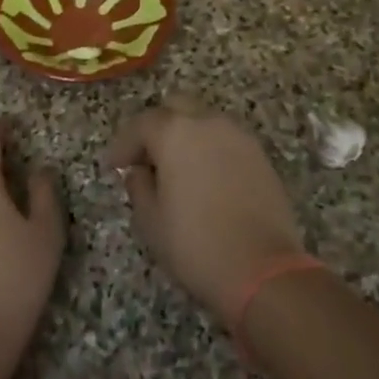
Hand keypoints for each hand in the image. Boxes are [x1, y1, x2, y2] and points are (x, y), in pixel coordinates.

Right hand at [105, 96, 304, 324]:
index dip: (123, 144)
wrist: (263, 271)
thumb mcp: (150, 220)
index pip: (141, 124)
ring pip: (204, 121)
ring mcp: (239, 137)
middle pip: (176, 107)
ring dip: (186, 137)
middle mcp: (208, 123)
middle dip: (157, 128)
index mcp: (175, 132)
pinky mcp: (261, 157)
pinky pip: (227, 141)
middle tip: (147, 159)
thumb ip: (139, 186)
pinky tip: (206, 180)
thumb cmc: (196, 244)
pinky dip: (211, 150)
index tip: (114, 166)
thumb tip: (141, 172)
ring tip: (177, 170)